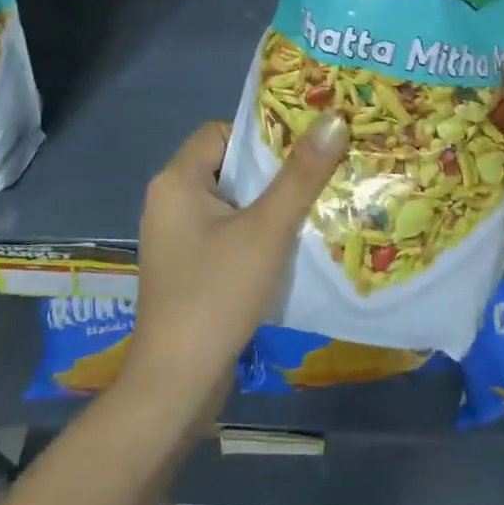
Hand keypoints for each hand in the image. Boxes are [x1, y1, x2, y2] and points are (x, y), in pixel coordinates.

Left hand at [124, 114, 347, 420]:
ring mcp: (176, 239)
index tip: (306, 147)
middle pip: (228, 166)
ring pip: (231, 203)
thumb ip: (301, 174)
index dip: (263, 135)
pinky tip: (291, 246)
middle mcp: (169, 202)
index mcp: (176, 181)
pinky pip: (226, 234)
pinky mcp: (187, 269)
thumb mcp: (267, 229)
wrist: (177, 385)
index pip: (222, 132)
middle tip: (322, 171)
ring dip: (270, 205)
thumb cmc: (217, 294)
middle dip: (274, 171)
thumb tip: (334, 119)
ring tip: (317, 204)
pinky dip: (256, 234)